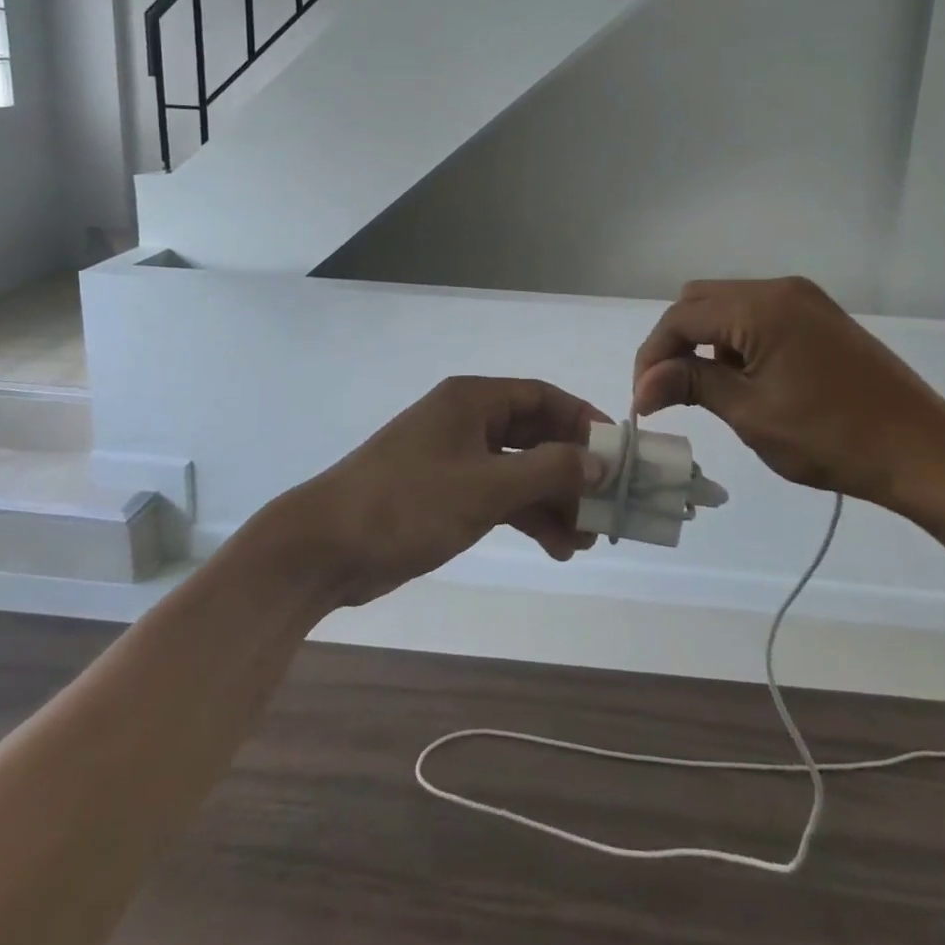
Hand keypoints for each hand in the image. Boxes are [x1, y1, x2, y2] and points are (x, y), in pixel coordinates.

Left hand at [269, 376, 609, 605]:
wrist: (325, 548)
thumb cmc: (407, 503)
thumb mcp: (485, 487)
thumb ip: (548, 471)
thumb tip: (601, 461)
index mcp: (473, 401)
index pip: (542, 397)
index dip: (583, 420)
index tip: (618, 452)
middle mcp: (467, 423)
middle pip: (535, 436)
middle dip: (572, 470)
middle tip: (607, 505)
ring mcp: (457, 460)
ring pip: (521, 472)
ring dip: (555, 500)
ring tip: (588, 539)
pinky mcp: (448, 495)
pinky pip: (501, 497)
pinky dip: (529, 517)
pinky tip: (557, 548)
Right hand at [631, 277, 944, 514]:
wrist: (922, 451)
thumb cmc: (830, 438)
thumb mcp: (750, 413)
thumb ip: (691, 384)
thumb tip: (642, 386)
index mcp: (760, 307)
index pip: (681, 317)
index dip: (653, 356)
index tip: (643, 400)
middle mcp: (779, 289)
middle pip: (700, 301)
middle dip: (675, 343)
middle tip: (668, 390)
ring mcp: (804, 299)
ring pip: (727, 306)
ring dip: (705, 341)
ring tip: (707, 390)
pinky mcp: (820, 316)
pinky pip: (758, 315)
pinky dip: (736, 340)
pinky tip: (746, 379)